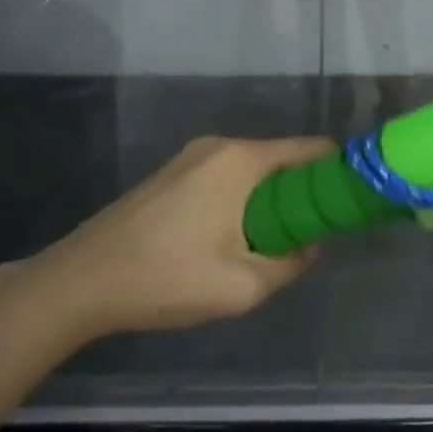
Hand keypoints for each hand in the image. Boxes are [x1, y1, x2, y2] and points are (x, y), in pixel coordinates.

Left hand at [28, 135, 332, 335]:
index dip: (336, 171)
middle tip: (312, 233)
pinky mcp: (172, 174)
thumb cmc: (167, 277)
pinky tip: (232, 238)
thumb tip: (311, 246)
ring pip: (252, 171)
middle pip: (281, 159)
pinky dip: (243, 200)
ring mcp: (191, 157)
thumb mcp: (242, 285)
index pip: (309, 149)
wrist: (82, 280)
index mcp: (241, 159)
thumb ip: (291, 263)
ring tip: (273, 243)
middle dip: (302, 192)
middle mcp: (219, 146)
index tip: (350, 200)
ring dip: (270, 200)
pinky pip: (226, 178)